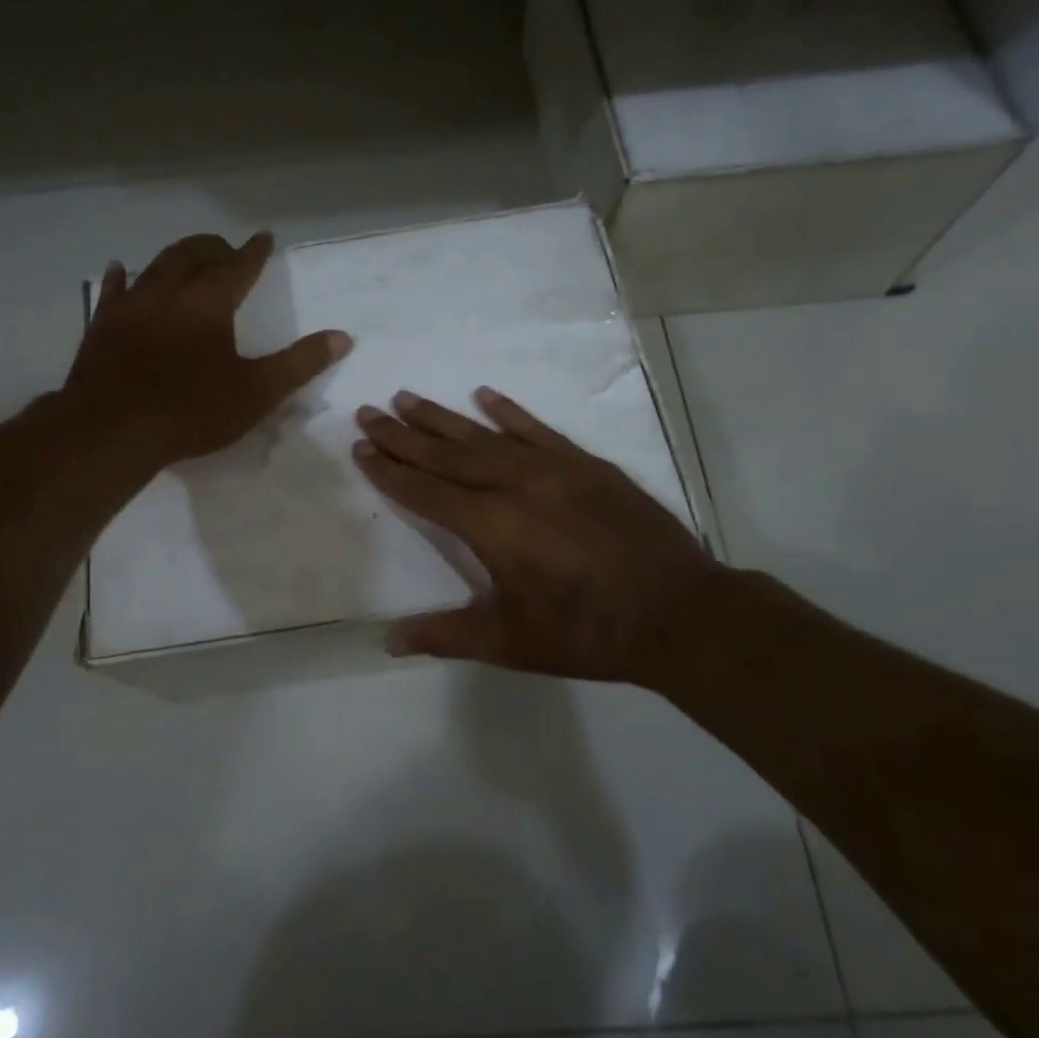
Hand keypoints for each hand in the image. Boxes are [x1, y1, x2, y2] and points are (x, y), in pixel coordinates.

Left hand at [64, 232, 350, 465]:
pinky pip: (112, 290)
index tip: (265, 237)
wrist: (114, 430)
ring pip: (155, 265)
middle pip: (193, 255)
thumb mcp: (257, 392)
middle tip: (226, 249)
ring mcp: (131, 305)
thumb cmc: (192, 411)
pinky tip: (120, 269)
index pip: (239, 266)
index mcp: (210, 303)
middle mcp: (170, 291)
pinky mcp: (102, 324)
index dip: (255, 252)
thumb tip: (343, 337)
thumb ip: (300, 363)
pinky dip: (121, 276)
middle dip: (213, 247)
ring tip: (187, 256)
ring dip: (175, 257)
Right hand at [352, 388, 720, 681]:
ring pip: (485, 436)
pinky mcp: (586, 464)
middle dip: (403, 435)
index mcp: (491, 526)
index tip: (361, 448)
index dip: (389, 471)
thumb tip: (388, 641)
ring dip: (443, 418)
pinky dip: (509, 413)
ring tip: (409, 397)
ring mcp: (553, 469)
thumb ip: (446, 635)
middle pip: (446, 455)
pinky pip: (538, 430)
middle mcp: (514, 486)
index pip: (424, 492)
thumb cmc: (586, 632)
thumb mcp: (510, 642)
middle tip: (369, 411)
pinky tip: (485, 395)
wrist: (677, 612)